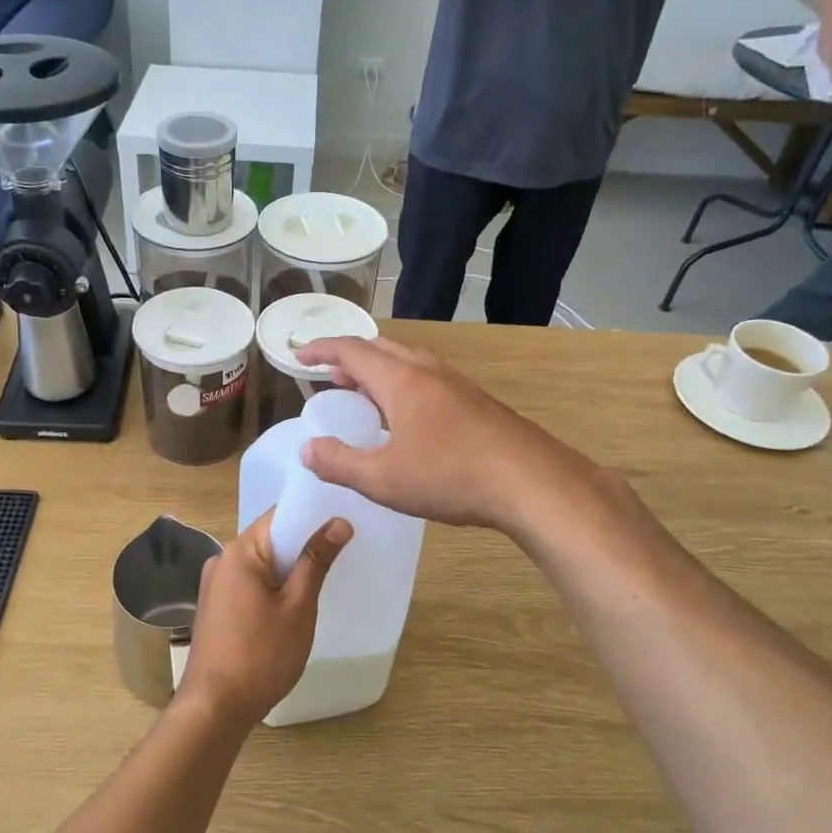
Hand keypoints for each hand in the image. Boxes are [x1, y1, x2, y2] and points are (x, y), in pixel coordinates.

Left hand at [177, 510, 351, 731]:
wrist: (214, 708)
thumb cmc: (261, 656)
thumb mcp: (298, 608)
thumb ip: (316, 561)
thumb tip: (338, 522)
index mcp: (240, 552)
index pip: (279, 516)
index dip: (313, 515)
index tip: (345, 518)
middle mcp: (222, 559)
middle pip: (270, 538)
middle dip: (304, 543)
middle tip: (345, 547)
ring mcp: (215, 584)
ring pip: (261, 563)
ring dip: (290, 567)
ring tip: (326, 573)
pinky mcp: (217, 606)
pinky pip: (250, 582)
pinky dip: (273, 585)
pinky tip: (295, 601)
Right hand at [293, 337, 590, 534]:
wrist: (532, 483)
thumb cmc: (451, 477)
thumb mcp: (383, 479)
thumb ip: (340, 463)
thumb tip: (308, 450)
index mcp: (401, 381)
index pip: (352, 351)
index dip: (321, 350)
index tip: (299, 356)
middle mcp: (428, 372)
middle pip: (382, 349)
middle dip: (351, 358)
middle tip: (331, 379)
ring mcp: (457, 386)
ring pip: (409, 363)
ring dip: (379, 371)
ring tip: (364, 396)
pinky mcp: (477, 404)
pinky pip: (428, 380)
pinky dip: (403, 386)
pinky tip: (408, 419)